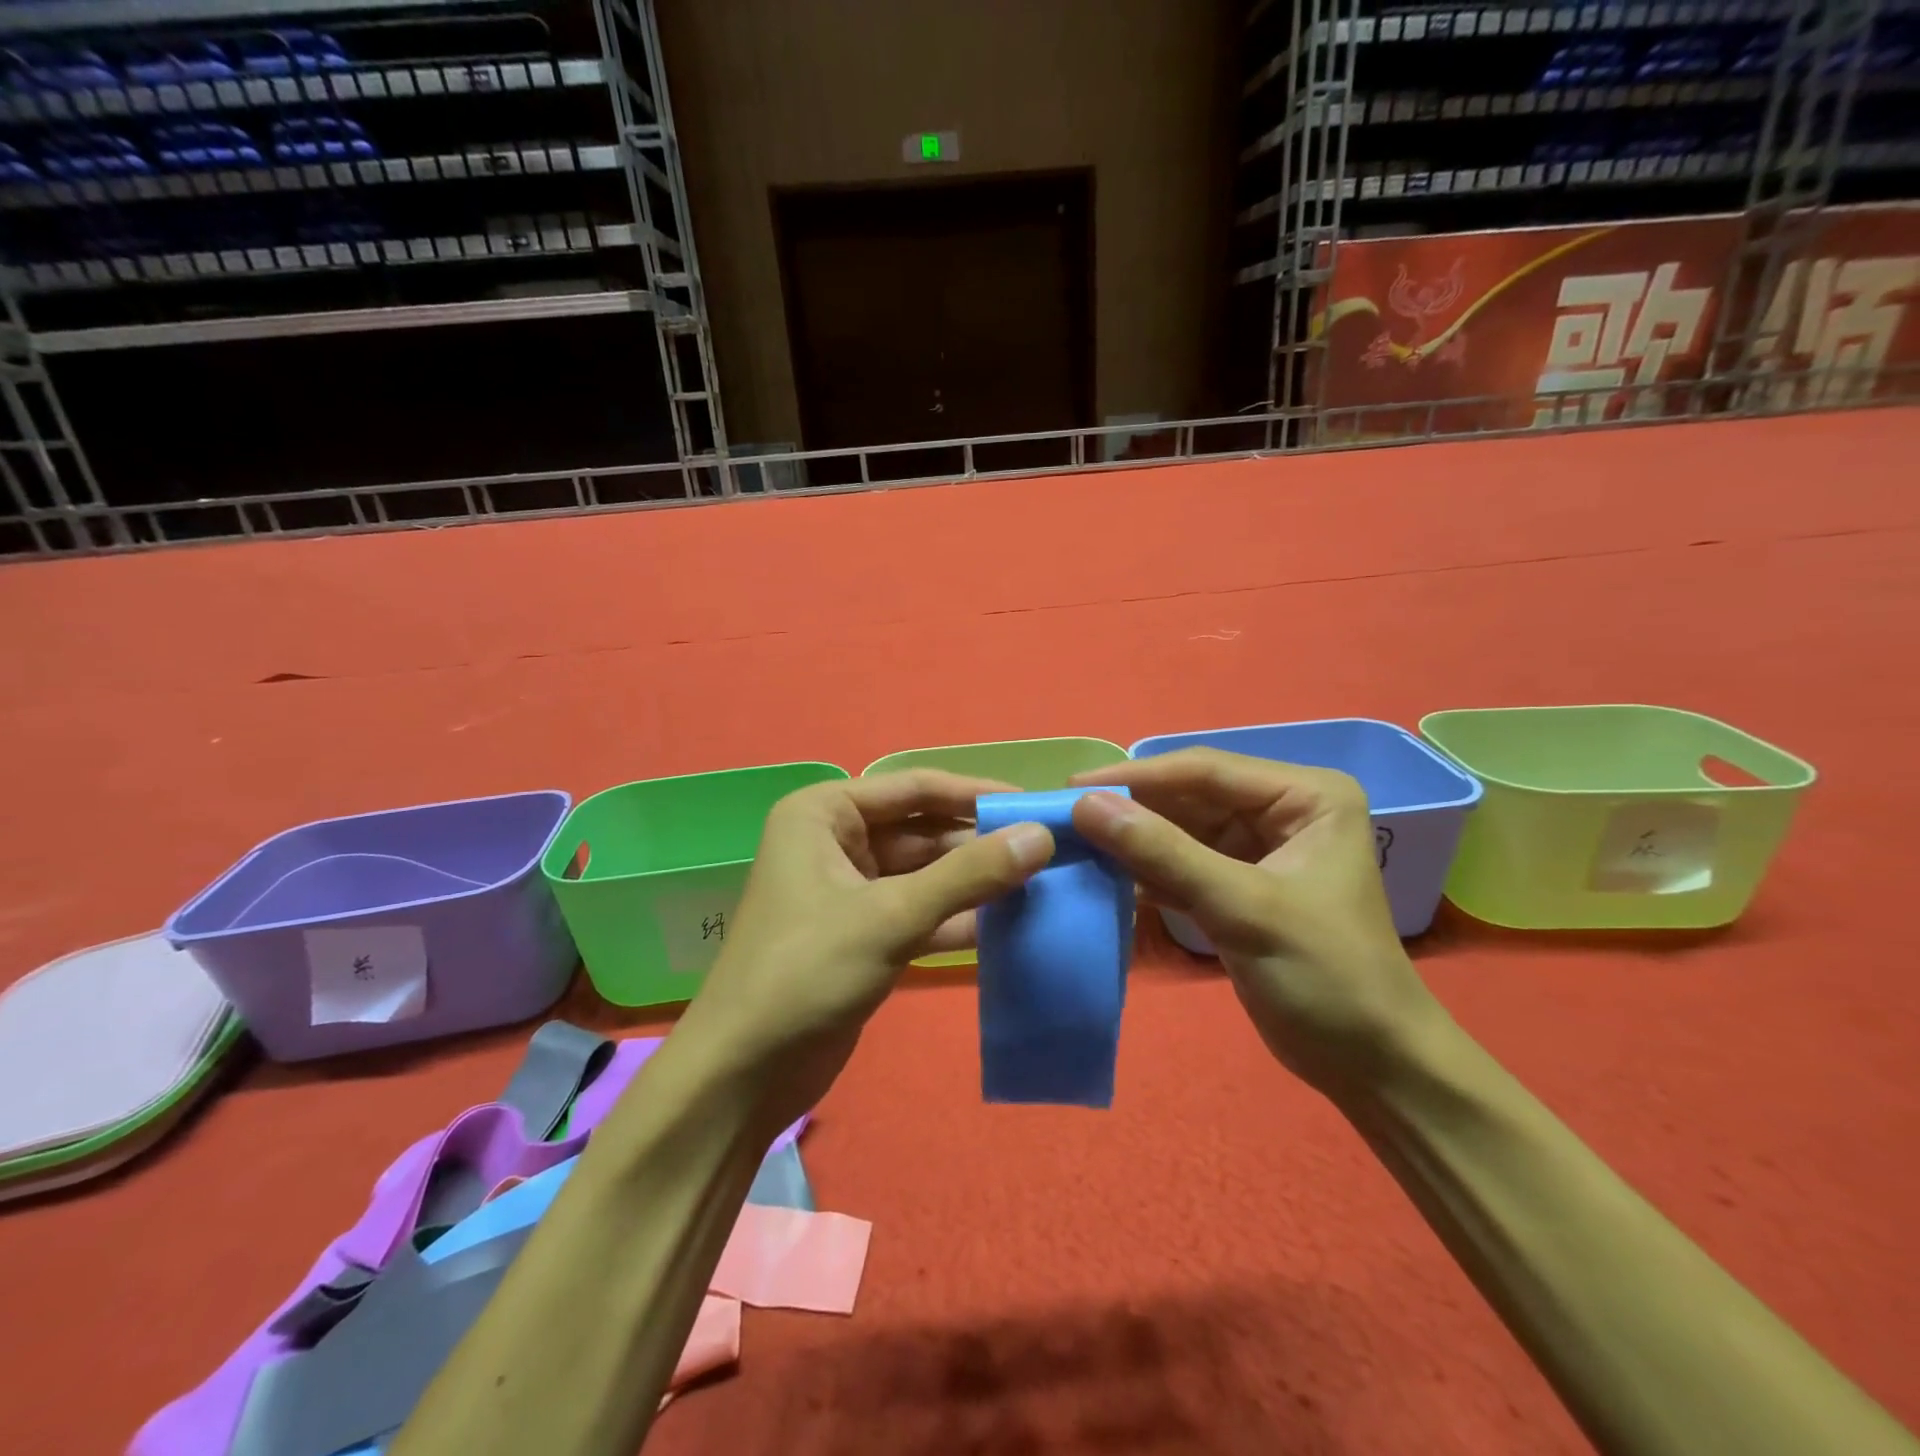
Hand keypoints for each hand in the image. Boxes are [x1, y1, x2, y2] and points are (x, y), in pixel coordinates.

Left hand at [675, 771, 1054, 1136]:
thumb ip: (968, 875)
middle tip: (1049, 851)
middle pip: (923, 830)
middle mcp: (836, 841)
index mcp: (825, 814)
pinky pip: (921, 912)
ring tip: (1042, 884)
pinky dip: (959, 918)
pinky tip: (1011, 925)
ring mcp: (850, 890)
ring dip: (976, 882)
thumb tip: (1041, 836)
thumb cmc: (806, 972)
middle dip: (981, 843)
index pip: (915, 788)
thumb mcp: (891, 916)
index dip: (976, 794)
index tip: (1037, 805)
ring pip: (926, 874)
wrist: (744, 1074)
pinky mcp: (864, 934)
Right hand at [1069, 748, 1447, 1099]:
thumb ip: (1163, 853)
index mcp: (1305, 795)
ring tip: (1073, 843)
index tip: (1073, 786)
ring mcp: (1258, 848)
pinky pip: (1181, 863)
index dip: (1136, 776)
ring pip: (1179, 829)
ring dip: (1132, 839)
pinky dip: (1145, 870)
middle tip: (1063, 816)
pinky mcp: (1238, 885)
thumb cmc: (1326, 976)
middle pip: (1189, 796)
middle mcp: (1282, 809)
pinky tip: (1103, 874)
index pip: (1206, 770)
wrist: (1371, 1065)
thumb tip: (1085, 805)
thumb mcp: (1242, 907)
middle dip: (1131, 808)